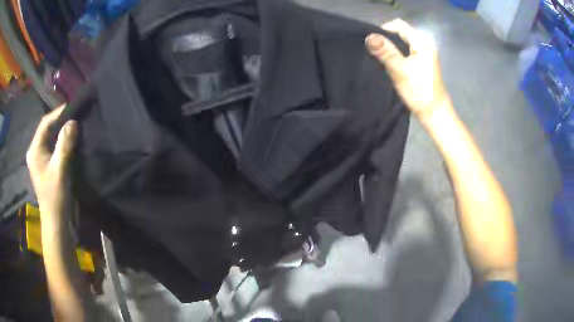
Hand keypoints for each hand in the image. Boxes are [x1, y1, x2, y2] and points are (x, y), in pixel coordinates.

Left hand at [26, 105, 77, 224]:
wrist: (57, 222)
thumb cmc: (55, 197)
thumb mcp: (60, 169)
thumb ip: (65, 144)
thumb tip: (73, 121)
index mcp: (34, 150)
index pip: (45, 124)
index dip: (58, 113)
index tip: (73, 106)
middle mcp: (36, 152)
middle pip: (47, 129)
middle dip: (61, 121)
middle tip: (76, 115)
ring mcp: (41, 160)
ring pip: (51, 138)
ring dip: (62, 131)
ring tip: (75, 125)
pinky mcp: (47, 167)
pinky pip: (54, 147)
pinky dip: (62, 142)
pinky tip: (71, 141)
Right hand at [366, 19, 450, 117]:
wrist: (434, 113)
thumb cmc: (420, 92)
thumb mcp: (400, 70)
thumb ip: (385, 52)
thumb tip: (369, 37)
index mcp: (422, 42)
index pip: (399, 25)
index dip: (384, 30)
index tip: (374, 45)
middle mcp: (423, 44)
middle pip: (400, 33)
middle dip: (386, 41)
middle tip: (375, 53)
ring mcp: (423, 54)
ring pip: (401, 44)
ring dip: (390, 50)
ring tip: (381, 60)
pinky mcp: (421, 63)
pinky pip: (404, 53)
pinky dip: (396, 56)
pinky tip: (390, 65)